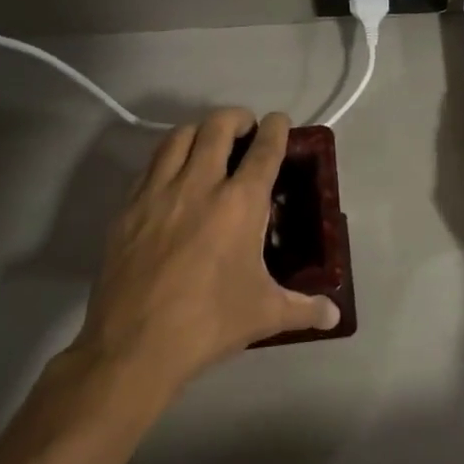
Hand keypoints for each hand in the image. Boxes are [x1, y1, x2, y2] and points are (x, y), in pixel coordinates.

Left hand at [73, 109, 340, 393]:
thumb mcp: (265, 314)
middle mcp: (200, 185)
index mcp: (240, 203)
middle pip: (218, 126)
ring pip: (178, 136)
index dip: (276, 128)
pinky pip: (150, 166)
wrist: (134, 346)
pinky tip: (173, 178)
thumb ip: (305, 308)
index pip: (264, 149)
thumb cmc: (209, 323)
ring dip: (199, 131)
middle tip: (245, 129)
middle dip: (236, 117)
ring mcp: (158, 192)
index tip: (279, 121)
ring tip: (208, 143)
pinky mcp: (128, 208)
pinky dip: (167, 158)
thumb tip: (334, 315)